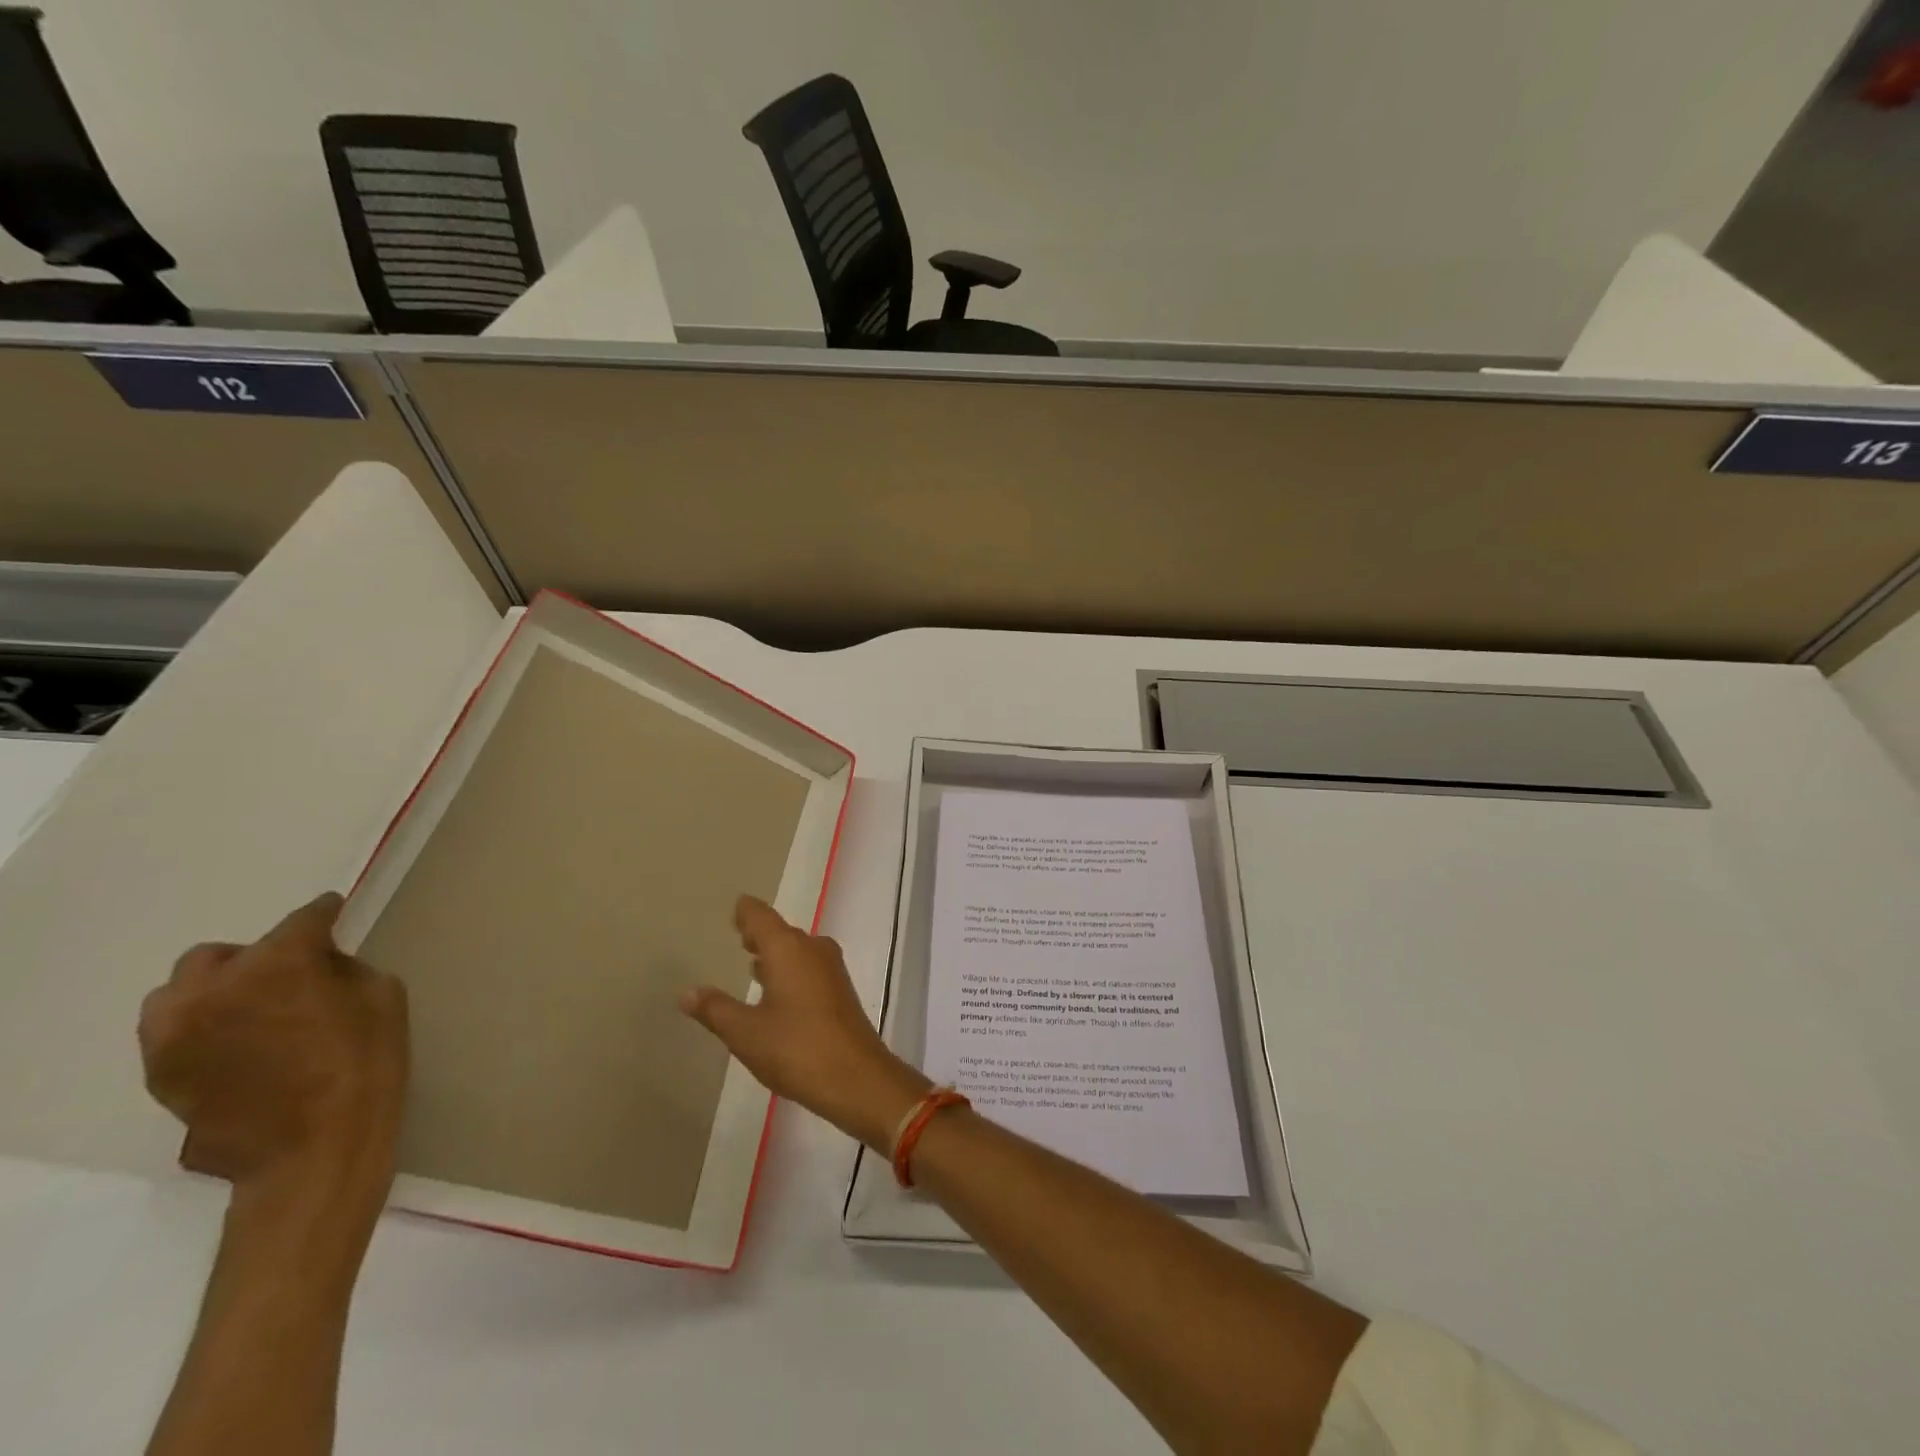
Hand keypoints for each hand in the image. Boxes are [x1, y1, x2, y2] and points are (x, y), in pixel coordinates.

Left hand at [139, 893, 409, 1213]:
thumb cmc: (365, 1063)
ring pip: (181, 993)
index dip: (323, 914)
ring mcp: (174, 1035)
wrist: (314, 1148)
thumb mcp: (381, 997)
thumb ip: (342, 969)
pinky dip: (204, 1027)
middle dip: (255, 957)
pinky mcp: (160, 1073)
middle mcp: (212, 989)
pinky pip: (175, 1033)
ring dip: (216, 991)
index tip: (333, 912)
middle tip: (289, 976)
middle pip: (220, 955)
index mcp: (277, 964)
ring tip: (251, 1011)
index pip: (302, 920)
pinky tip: (240, 1047)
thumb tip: (318, 963)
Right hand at [681, 896, 929, 1150]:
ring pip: (797, 950)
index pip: (761, 917)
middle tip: (738, 933)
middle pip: (781, 932)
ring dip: (776, 953)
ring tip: (753, 960)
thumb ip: (715, 1009)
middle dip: (760, 933)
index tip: (735, 906)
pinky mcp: (840, 991)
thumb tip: (687, 991)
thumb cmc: (795, 1048)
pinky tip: (777, 989)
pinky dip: (790, 969)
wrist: (856, 1077)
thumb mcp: (745, 1032)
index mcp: (787, 948)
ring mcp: (831, 969)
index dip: (746, 912)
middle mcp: (812, 949)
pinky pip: (809, 967)